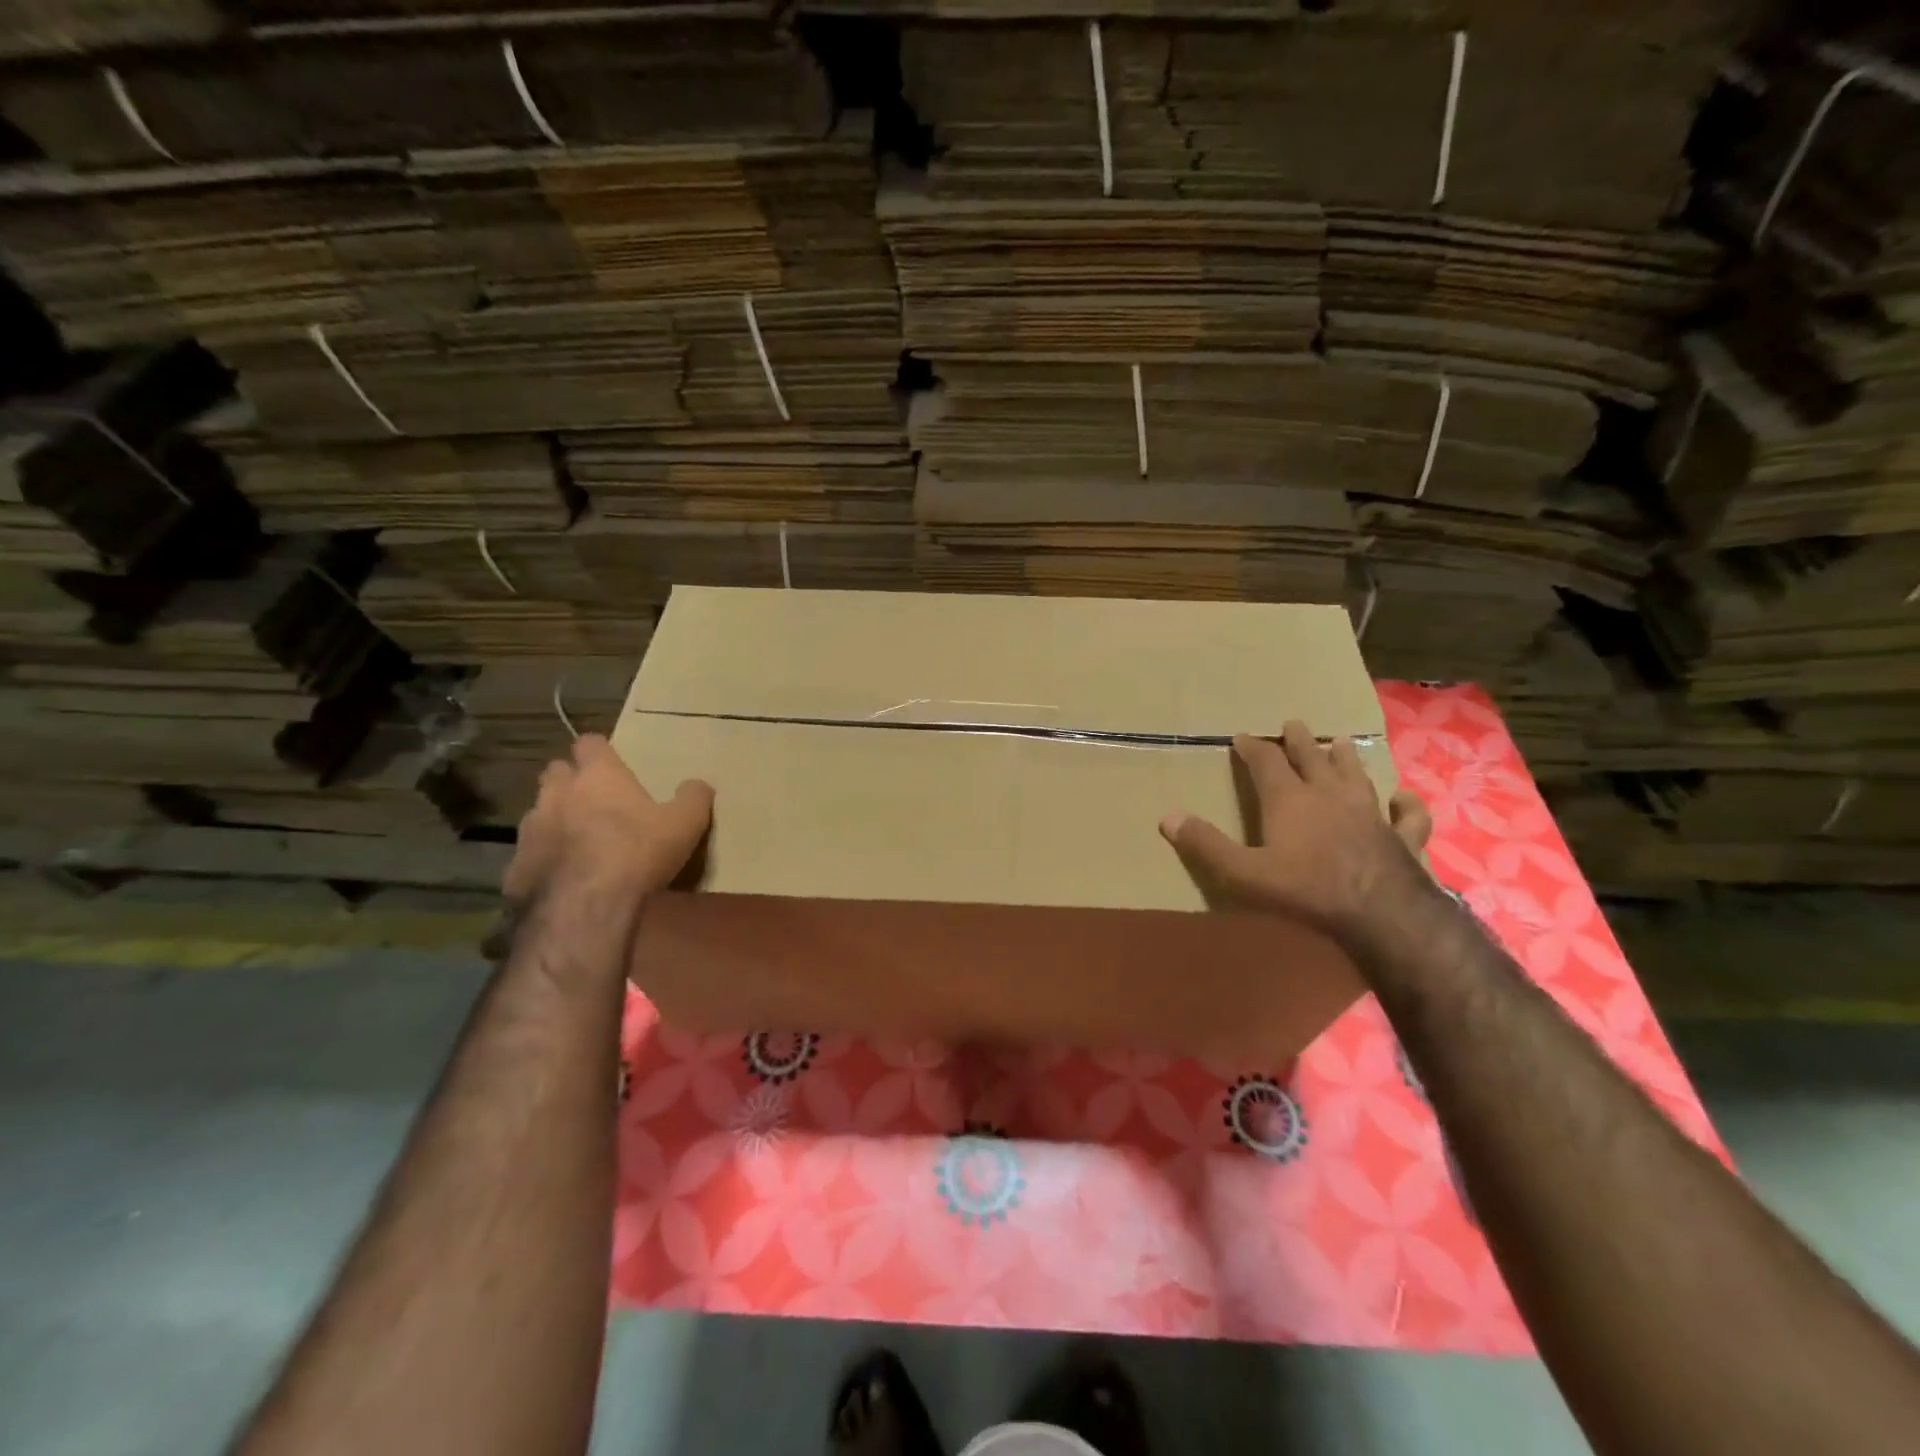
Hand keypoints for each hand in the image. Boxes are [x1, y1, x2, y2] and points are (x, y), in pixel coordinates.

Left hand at [503, 734, 713, 906]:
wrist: (585, 908)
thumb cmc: (639, 852)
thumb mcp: (686, 824)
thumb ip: (694, 798)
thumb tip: (698, 784)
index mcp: (598, 776)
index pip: (589, 743)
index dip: (599, 751)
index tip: (610, 761)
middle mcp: (557, 793)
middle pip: (555, 771)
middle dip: (570, 780)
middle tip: (594, 798)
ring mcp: (530, 829)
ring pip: (538, 811)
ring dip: (554, 818)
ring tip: (576, 839)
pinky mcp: (515, 866)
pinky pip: (529, 853)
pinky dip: (544, 858)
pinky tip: (562, 875)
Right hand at [1160, 722, 1432, 945]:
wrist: (1381, 912)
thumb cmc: (1306, 889)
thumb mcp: (1243, 872)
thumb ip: (1206, 844)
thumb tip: (1167, 817)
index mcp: (1289, 799)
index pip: (1266, 762)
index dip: (1253, 748)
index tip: (1242, 737)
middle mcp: (1329, 795)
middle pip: (1313, 758)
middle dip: (1300, 741)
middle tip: (1294, 724)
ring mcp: (1370, 813)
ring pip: (1356, 775)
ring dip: (1345, 758)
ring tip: (1341, 742)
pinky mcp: (1402, 836)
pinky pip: (1407, 814)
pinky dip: (1405, 804)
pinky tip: (1404, 797)